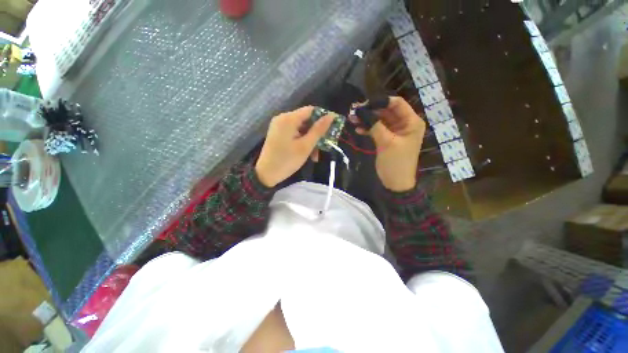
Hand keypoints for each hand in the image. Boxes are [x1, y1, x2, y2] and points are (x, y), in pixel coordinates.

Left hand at [255, 106, 333, 186]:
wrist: (265, 175)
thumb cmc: (287, 160)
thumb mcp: (305, 146)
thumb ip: (318, 130)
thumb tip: (331, 116)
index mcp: (289, 119)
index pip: (311, 110)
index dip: (323, 117)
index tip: (334, 127)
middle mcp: (283, 119)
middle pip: (306, 120)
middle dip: (317, 133)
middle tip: (326, 145)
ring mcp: (279, 127)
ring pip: (301, 129)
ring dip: (310, 141)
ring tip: (315, 156)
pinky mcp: (278, 134)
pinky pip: (295, 134)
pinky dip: (302, 142)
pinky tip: (307, 154)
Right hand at [352, 96, 425, 191]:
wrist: (395, 183)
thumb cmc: (395, 162)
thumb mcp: (386, 143)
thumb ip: (375, 125)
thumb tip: (362, 111)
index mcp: (411, 122)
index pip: (397, 103)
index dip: (381, 101)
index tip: (364, 104)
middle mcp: (404, 124)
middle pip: (386, 111)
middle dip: (370, 111)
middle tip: (354, 111)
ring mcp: (395, 132)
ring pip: (380, 120)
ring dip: (367, 119)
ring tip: (352, 119)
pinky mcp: (387, 139)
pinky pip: (377, 129)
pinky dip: (368, 128)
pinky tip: (358, 129)